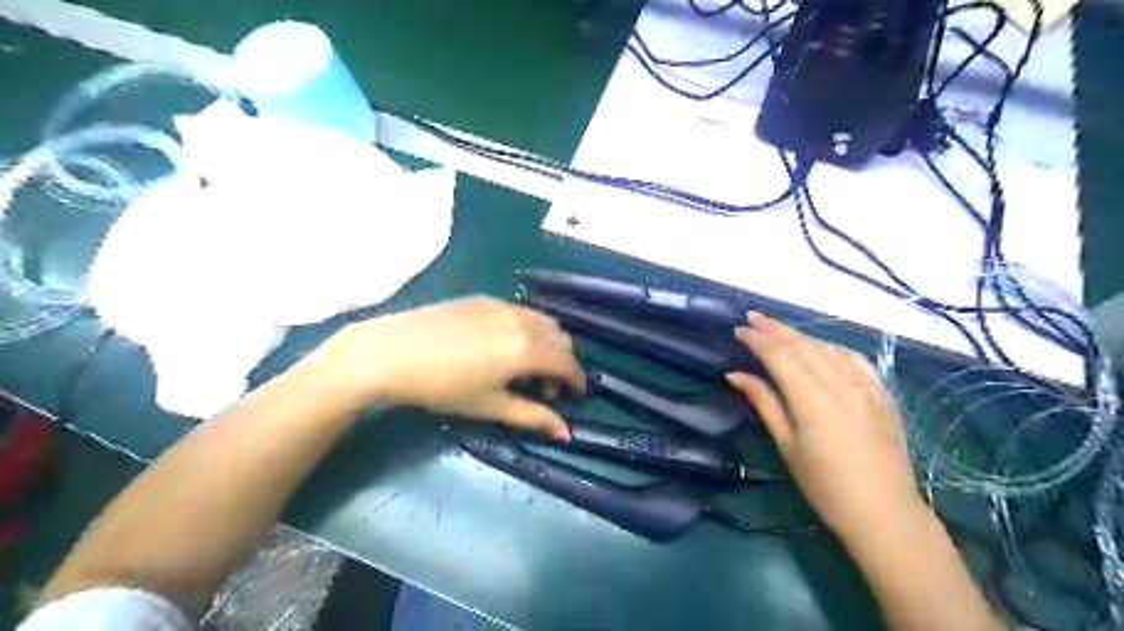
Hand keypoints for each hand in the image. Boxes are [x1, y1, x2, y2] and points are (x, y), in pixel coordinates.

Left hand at [313, 297, 582, 438]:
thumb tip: (566, 433)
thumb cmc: (442, 386)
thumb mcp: (489, 405)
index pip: (568, 362)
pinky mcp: (483, 298)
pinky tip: (501, 346)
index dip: (576, 381)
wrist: (390, 352)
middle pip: (561, 338)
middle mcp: (522, 320)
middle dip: (562, 362)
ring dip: (546, 343)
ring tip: (523, 367)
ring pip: (542, 321)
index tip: (573, 397)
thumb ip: (532, 416)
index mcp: (527, 348)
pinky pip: (520, 311)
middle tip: (543, 387)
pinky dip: (527, 329)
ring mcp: (502, 305)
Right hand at [729, 313, 922, 544]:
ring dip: (799, 335)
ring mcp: (866, 386)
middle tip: (751, 317)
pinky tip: (820, 347)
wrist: (884, 512)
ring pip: (826, 348)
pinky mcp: (882, 393)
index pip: (780, 356)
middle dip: (774, 329)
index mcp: (813, 400)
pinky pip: (854, 359)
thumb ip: (764, 403)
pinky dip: (831, 348)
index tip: (738, 330)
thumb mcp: (787, 445)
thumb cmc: (825, 486)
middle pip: (802, 345)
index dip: (757, 340)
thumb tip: (736, 375)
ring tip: (777, 327)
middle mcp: (840, 384)